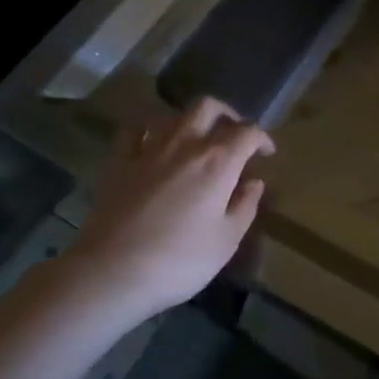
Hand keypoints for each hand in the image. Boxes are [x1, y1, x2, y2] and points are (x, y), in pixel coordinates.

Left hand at [66, 97, 273, 322]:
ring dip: (189, 121)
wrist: (112, 271)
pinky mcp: (119, 162)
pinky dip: (148, 129)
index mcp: (218, 162)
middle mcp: (185, 145)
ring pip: (172, 114)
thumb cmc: (179, 260)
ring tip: (195, 140)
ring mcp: (148, 150)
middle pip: (208, 107)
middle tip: (233, 134)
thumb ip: (245, 206)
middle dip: (226, 114)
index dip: (262, 138)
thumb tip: (254, 183)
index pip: (247, 133)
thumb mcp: (226, 241)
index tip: (266, 153)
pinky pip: (134, 130)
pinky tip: (152, 142)